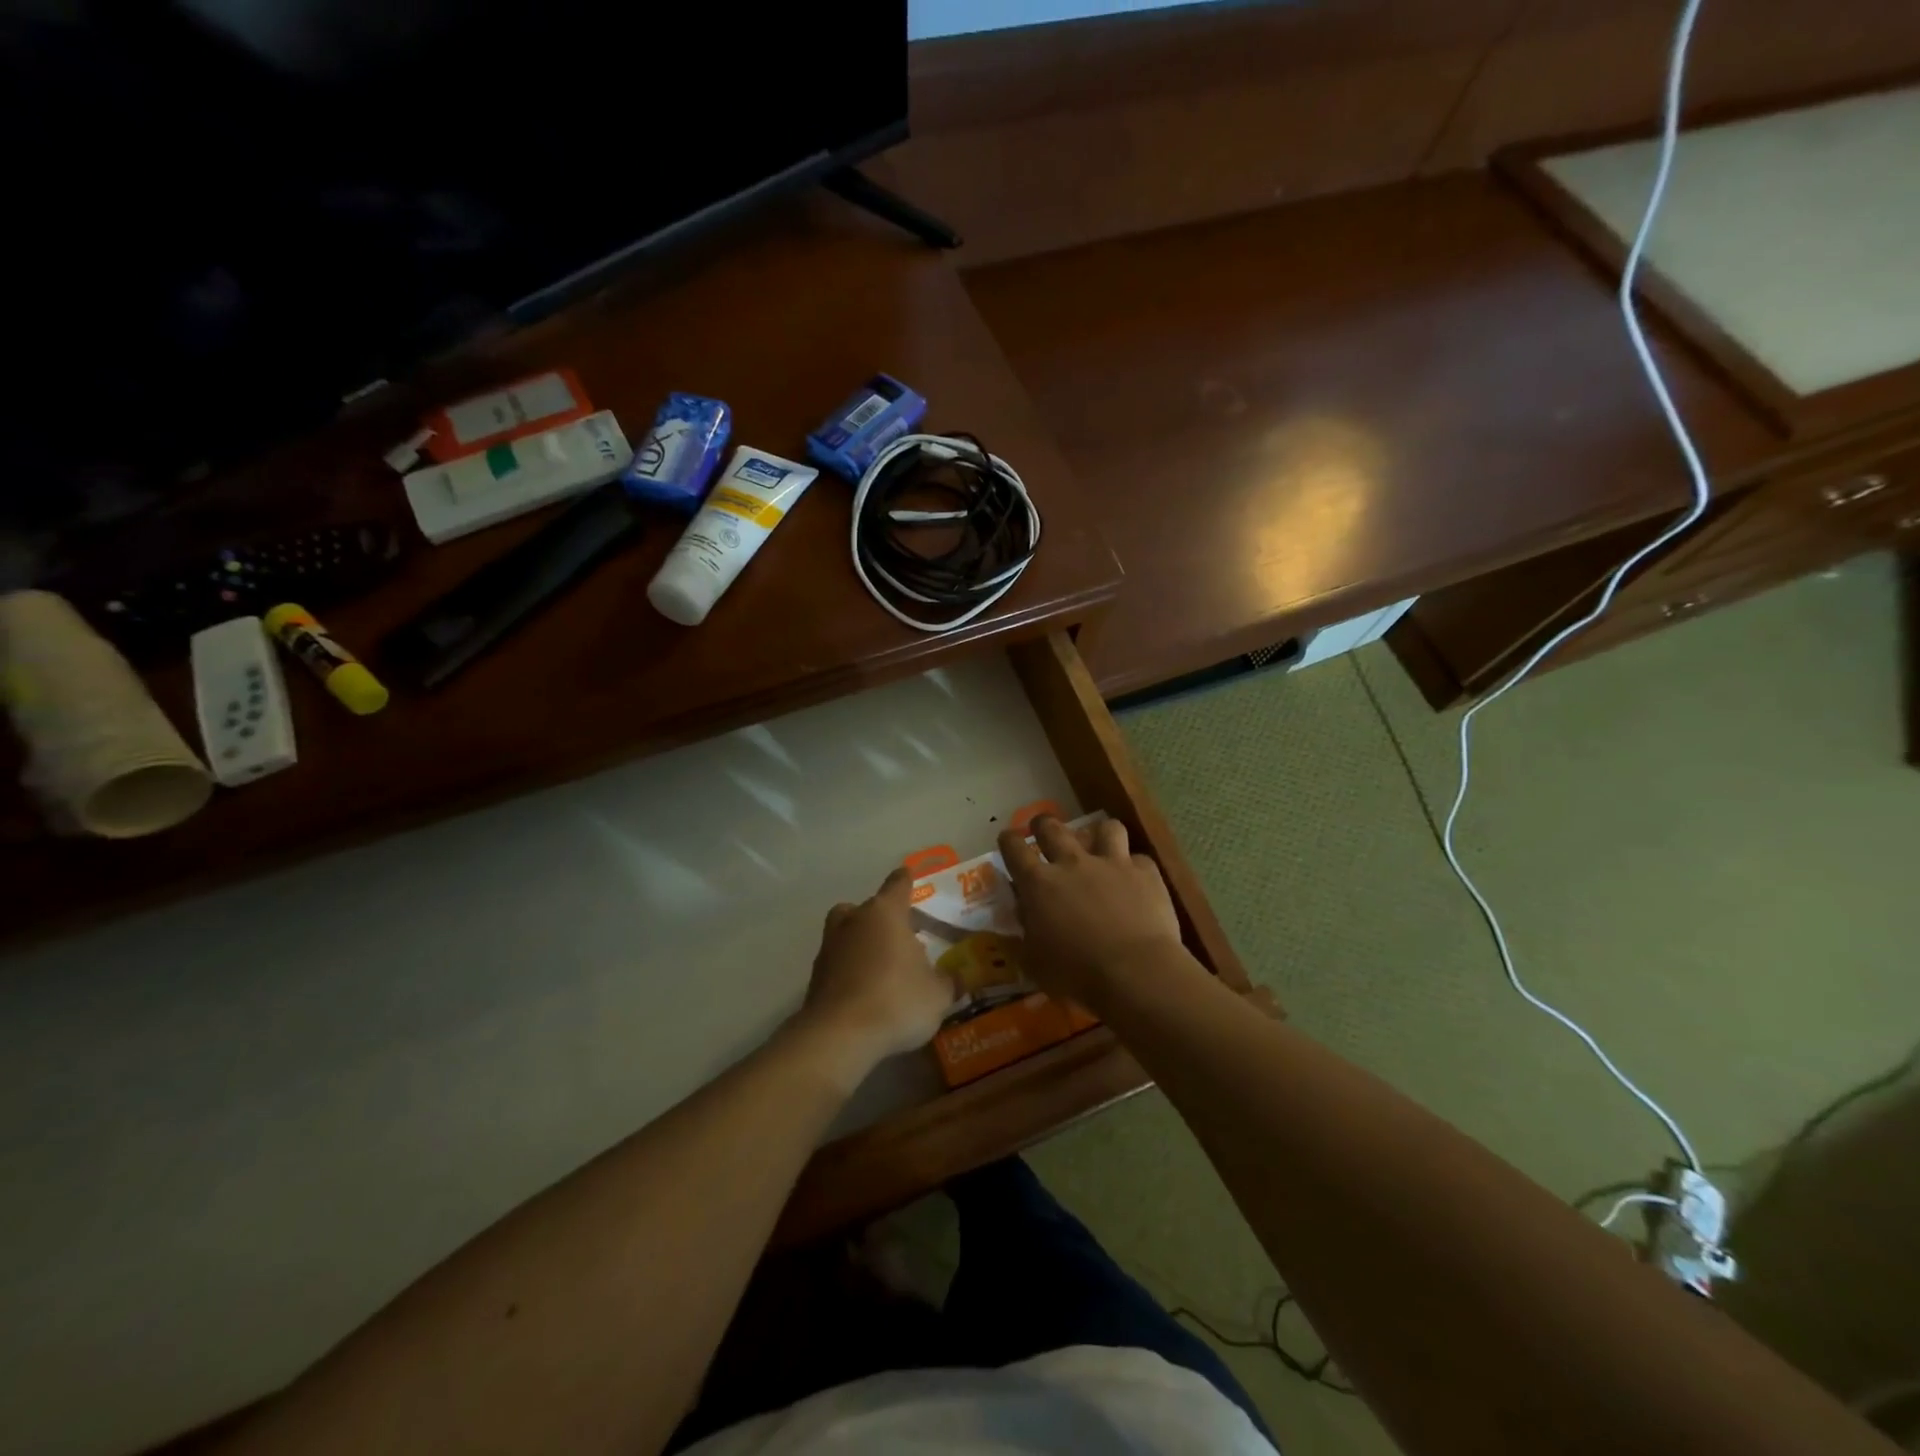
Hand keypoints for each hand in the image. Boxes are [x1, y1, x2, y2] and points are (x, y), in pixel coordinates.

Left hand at [795, 867, 956, 1080]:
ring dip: (861, 942)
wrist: (839, 1036)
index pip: (898, 884)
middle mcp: (854, 920)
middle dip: (882, 918)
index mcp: (886, 913)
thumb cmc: (896, 1001)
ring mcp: (830, 946)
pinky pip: (838, 962)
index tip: (910, 877)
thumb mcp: (937, 994)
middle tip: (900, 936)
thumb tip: (958, 978)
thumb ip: (949, 982)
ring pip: (847, 932)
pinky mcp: (815, 976)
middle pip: (867, 907)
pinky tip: (866, 991)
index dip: (906, 881)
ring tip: (882, 965)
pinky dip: (849, 970)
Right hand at [998, 816, 1185, 1007]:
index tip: (1007, 838)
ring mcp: (1112, 863)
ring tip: (1099, 845)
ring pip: (1105, 828)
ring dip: (1099, 835)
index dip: (1008, 840)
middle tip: (1042, 829)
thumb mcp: (1035, 961)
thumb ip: (1026, 933)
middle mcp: (1072, 863)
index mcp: (1039, 884)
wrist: (1135, 971)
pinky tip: (1135, 879)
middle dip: (1043, 824)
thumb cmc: (1076, 973)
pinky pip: (1139, 858)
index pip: (1014, 849)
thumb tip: (1024, 917)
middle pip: (1053, 828)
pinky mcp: (1145, 872)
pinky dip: (1134, 867)